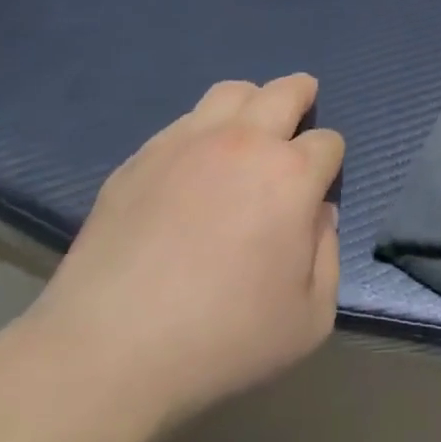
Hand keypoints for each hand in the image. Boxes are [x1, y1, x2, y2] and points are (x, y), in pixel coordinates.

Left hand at [31, 75, 342, 428]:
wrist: (110, 349)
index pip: (327, 142)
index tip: (319, 183)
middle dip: (302, 94)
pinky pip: (184, 121)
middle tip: (304, 102)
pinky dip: (204, 128)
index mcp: (291, 176)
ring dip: (253, 101)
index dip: (330, 160)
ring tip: (250, 125)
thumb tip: (318, 214)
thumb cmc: (223, 339)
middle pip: (285, 91)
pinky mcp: (141, 157)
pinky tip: (196, 162)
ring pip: (231, 92)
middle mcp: (244, 143)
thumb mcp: (310, 318)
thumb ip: (328, 255)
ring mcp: (186, 143)